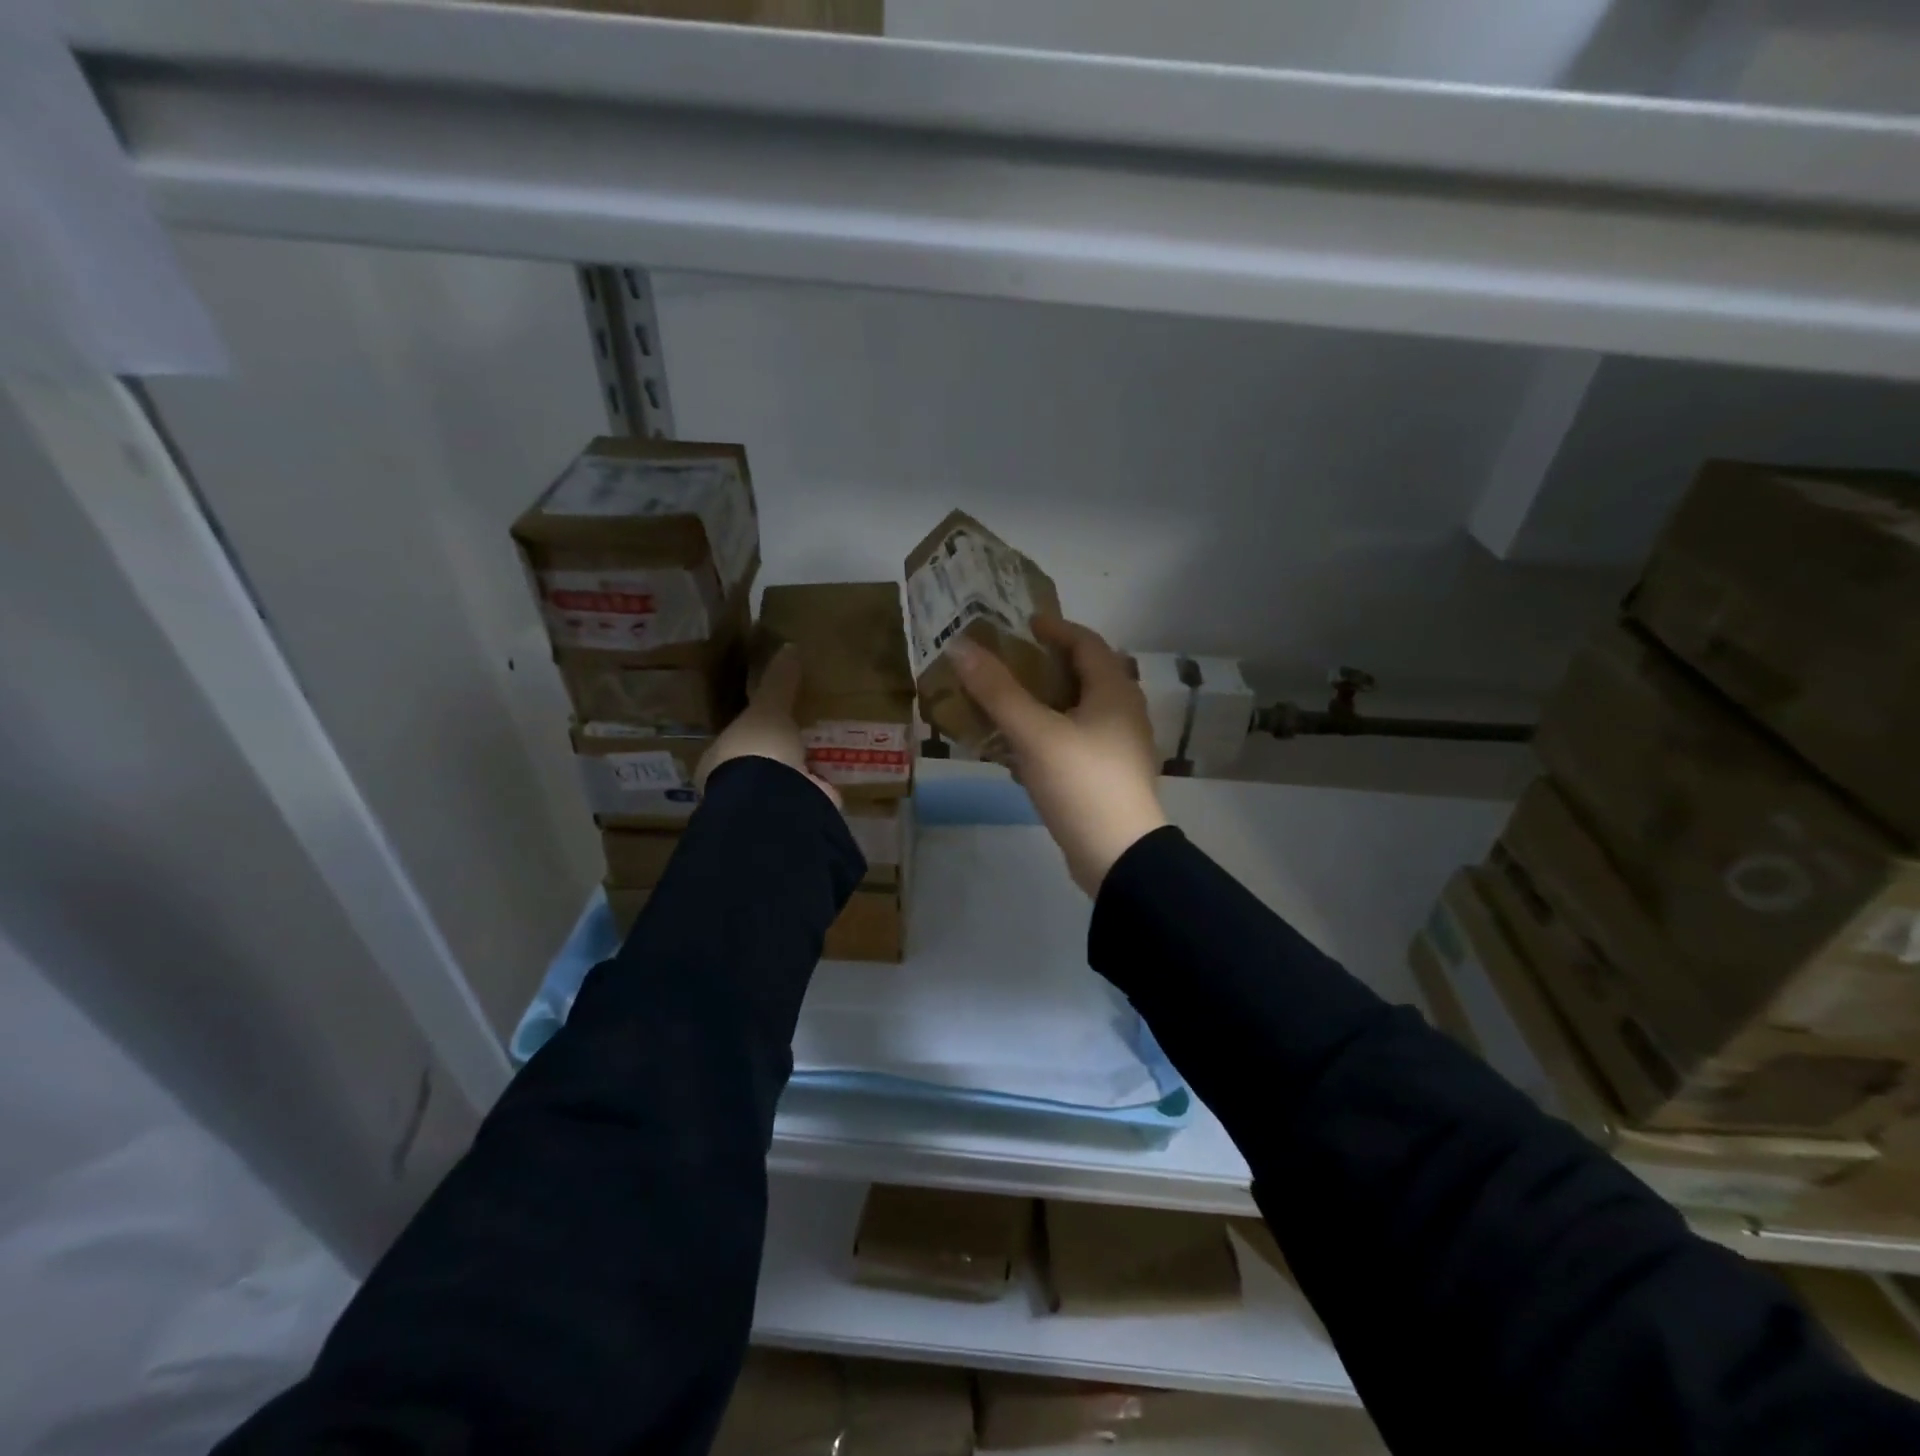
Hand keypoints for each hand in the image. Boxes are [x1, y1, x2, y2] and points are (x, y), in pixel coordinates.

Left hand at [696, 645, 840, 806]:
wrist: (776, 799)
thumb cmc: (758, 749)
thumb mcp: (769, 707)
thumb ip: (779, 682)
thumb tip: (789, 647)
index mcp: (718, 761)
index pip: (733, 742)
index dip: (749, 732)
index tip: (769, 722)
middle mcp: (737, 786)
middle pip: (758, 765)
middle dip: (777, 755)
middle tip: (800, 735)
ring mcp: (765, 806)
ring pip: (783, 784)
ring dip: (800, 773)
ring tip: (823, 753)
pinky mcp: (794, 817)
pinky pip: (810, 798)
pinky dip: (821, 789)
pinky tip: (836, 777)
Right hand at [949, 614, 1168, 894]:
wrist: (1118, 855)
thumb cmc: (1081, 783)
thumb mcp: (1035, 733)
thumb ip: (997, 691)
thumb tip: (961, 647)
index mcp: (1114, 691)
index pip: (1086, 642)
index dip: (1054, 628)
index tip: (1021, 625)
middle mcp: (1122, 712)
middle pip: (1082, 675)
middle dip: (1044, 666)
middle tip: (1005, 663)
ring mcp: (1118, 747)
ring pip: (1076, 712)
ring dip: (1042, 703)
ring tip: (1004, 703)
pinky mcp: (1107, 776)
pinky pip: (1073, 742)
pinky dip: (1046, 736)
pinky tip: (1017, 751)